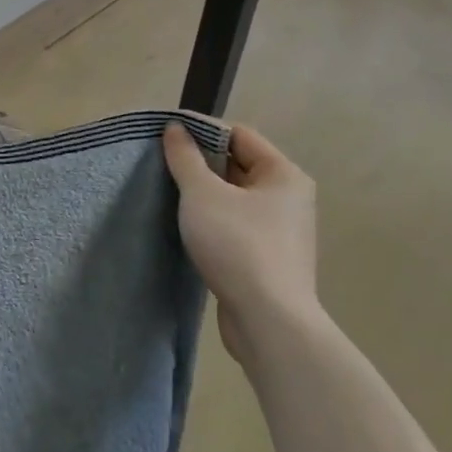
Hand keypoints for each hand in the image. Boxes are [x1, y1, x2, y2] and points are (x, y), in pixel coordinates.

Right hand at [163, 120, 318, 365]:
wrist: (268, 322)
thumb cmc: (238, 245)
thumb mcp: (202, 193)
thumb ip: (185, 157)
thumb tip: (175, 128)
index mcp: (283, 174)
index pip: (239, 135)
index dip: (202, 131)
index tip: (166, 135)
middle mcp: (289, 198)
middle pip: (237, 165)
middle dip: (200, 163)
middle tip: (162, 164)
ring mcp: (281, 231)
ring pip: (234, 198)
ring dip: (203, 195)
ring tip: (168, 193)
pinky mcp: (269, 259)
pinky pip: (235, 225)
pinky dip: (212, 221)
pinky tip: (186, 227)